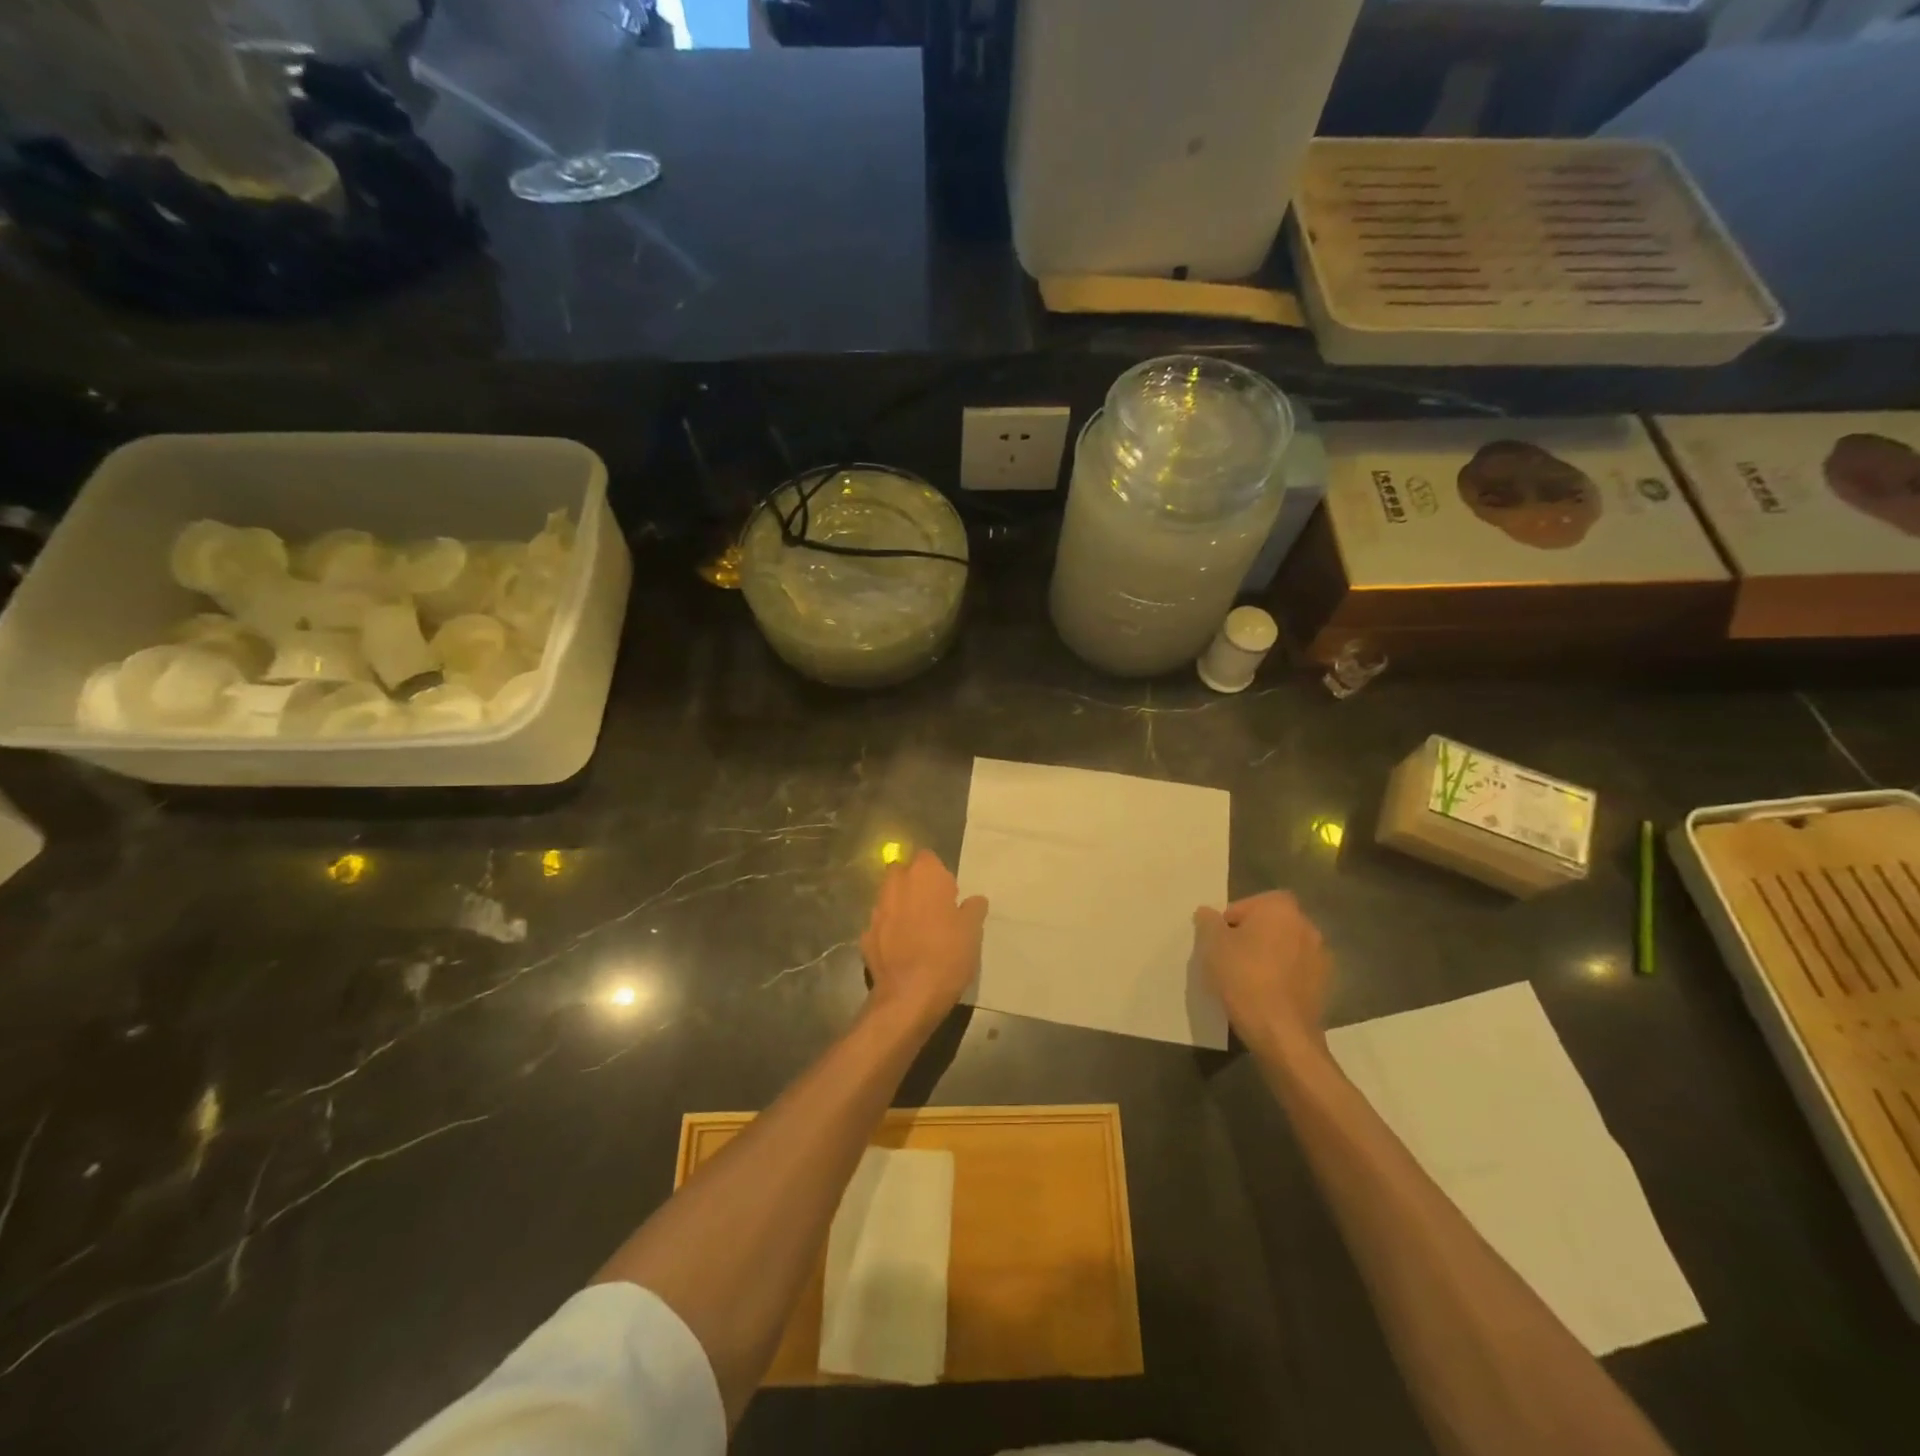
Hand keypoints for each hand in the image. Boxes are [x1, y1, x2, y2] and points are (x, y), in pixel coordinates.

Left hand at [861, 850, 987, 1027]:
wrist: (909, 996)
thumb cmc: (947, 955)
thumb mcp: (973, 931)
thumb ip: (973, 909)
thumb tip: (975, 900)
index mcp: (924, 876)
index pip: (928, 858)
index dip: (938, 875)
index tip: (949, 895)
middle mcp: (896, 886)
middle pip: (902, 873)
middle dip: (913, 885)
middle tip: (932, 908)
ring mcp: (877, 911)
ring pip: (888, 899)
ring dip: (900, 907)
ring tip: (917, 931)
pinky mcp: (865, 936)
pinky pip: (880, 926)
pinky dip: (888, 933)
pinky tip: (901, 951)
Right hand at [1193, 891, 1330, 1059]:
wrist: (1282, 1032)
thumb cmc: (1244, 978)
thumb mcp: (1212, 945)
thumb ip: (1208, 921)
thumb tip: (1208, 913)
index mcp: (1280, 907)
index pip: (1246, 905)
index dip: (1228, 923)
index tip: (1218, 944)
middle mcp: (1306, 924)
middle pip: (1268, 924)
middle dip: (1250, 937)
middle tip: (1229, 959)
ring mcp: (1321, 955)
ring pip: (1284, 948)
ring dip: (1269, 957)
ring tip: (1248, 980)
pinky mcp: (1326, 983)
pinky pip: (1296, 971)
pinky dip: (1283, 977)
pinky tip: (1267, 996)